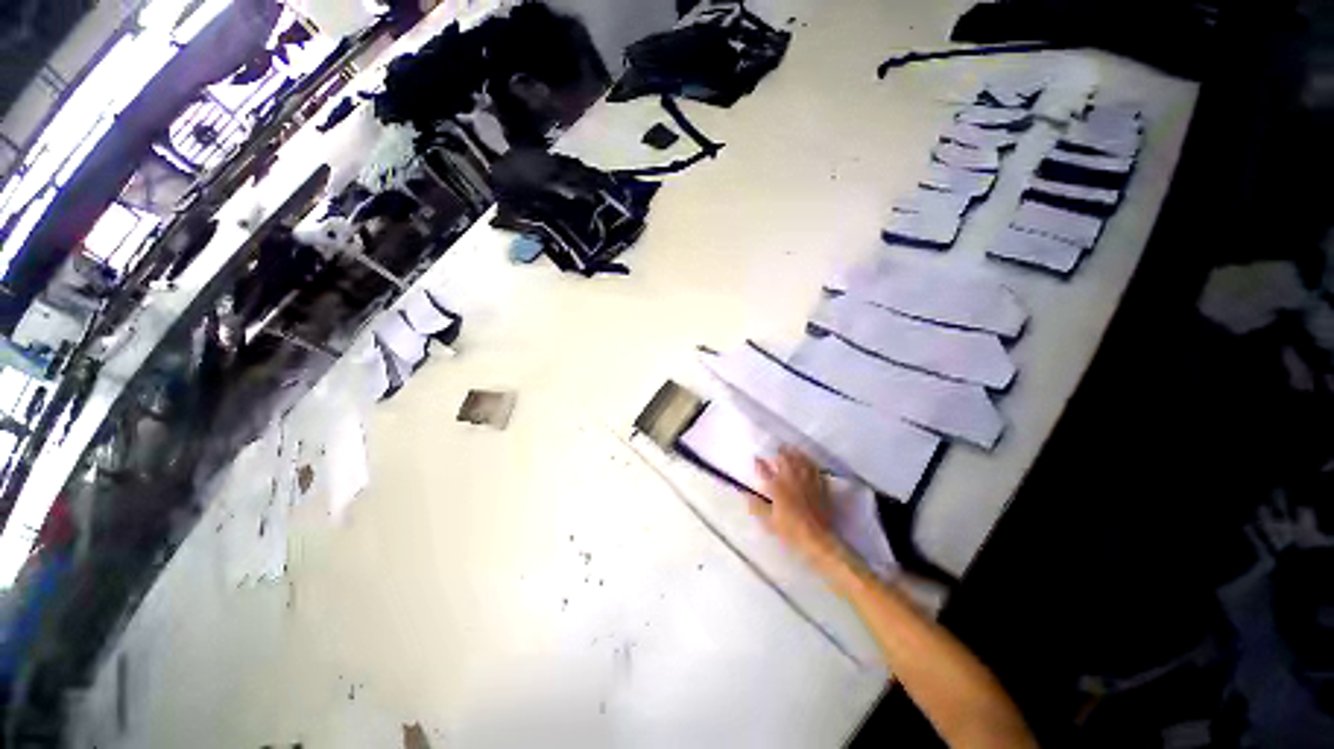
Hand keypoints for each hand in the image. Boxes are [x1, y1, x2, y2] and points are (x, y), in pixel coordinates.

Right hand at [752, 447, 846, 569]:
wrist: (816, 538)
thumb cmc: (790, 530)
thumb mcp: (768, 521)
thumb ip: (757, 506)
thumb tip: (746, 494)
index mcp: (777, 487)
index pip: (765, 470)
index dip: (760, 463)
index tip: (756, 458)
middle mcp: (792, 480)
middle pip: (786, 460)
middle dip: (781, 452)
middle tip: (778, 448)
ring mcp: (808, 482)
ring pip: (803, 462)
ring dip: (797, 454)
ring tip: (794, 450)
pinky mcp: (820, 488)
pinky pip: (816, 471)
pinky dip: (812, 465)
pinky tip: (810, 464)